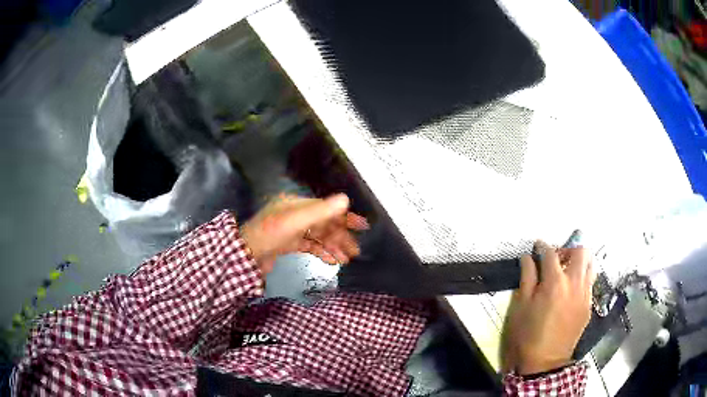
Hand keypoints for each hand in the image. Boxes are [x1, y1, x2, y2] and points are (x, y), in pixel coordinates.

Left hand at [240, 193, 368, 273]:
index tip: (362, 226)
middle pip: (323, 224)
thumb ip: (320, 211)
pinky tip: (331, 261)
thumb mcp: (295, 222)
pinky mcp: (288, 244)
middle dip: (340, 237)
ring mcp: (291, 230)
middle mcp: (295, 215)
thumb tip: (346, 199)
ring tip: (346, 260)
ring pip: (318, 237)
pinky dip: (321, 252)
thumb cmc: (269, 235)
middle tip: (355, 251)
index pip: (326, 208)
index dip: (344, 217)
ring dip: (333, 247)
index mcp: (296, 204)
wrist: (245, 257)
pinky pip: (309, 246)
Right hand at [500, 241, 593, 374]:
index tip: (537, 246)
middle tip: (557, 260)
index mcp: (555, 283)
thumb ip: (527, 278)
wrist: (545, 361)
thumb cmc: (528, 334)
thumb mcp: (521, 306)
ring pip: (590, 264)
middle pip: (580, 251)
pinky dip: (582, 278)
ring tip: (567, 272)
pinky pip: (590, 282)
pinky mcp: (589, 305)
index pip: (551, 253)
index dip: (543, 246)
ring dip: (579, 262)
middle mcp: (574, 283)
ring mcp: (585, 294)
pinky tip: (571, 290)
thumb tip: (528, 257)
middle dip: (568, 250)